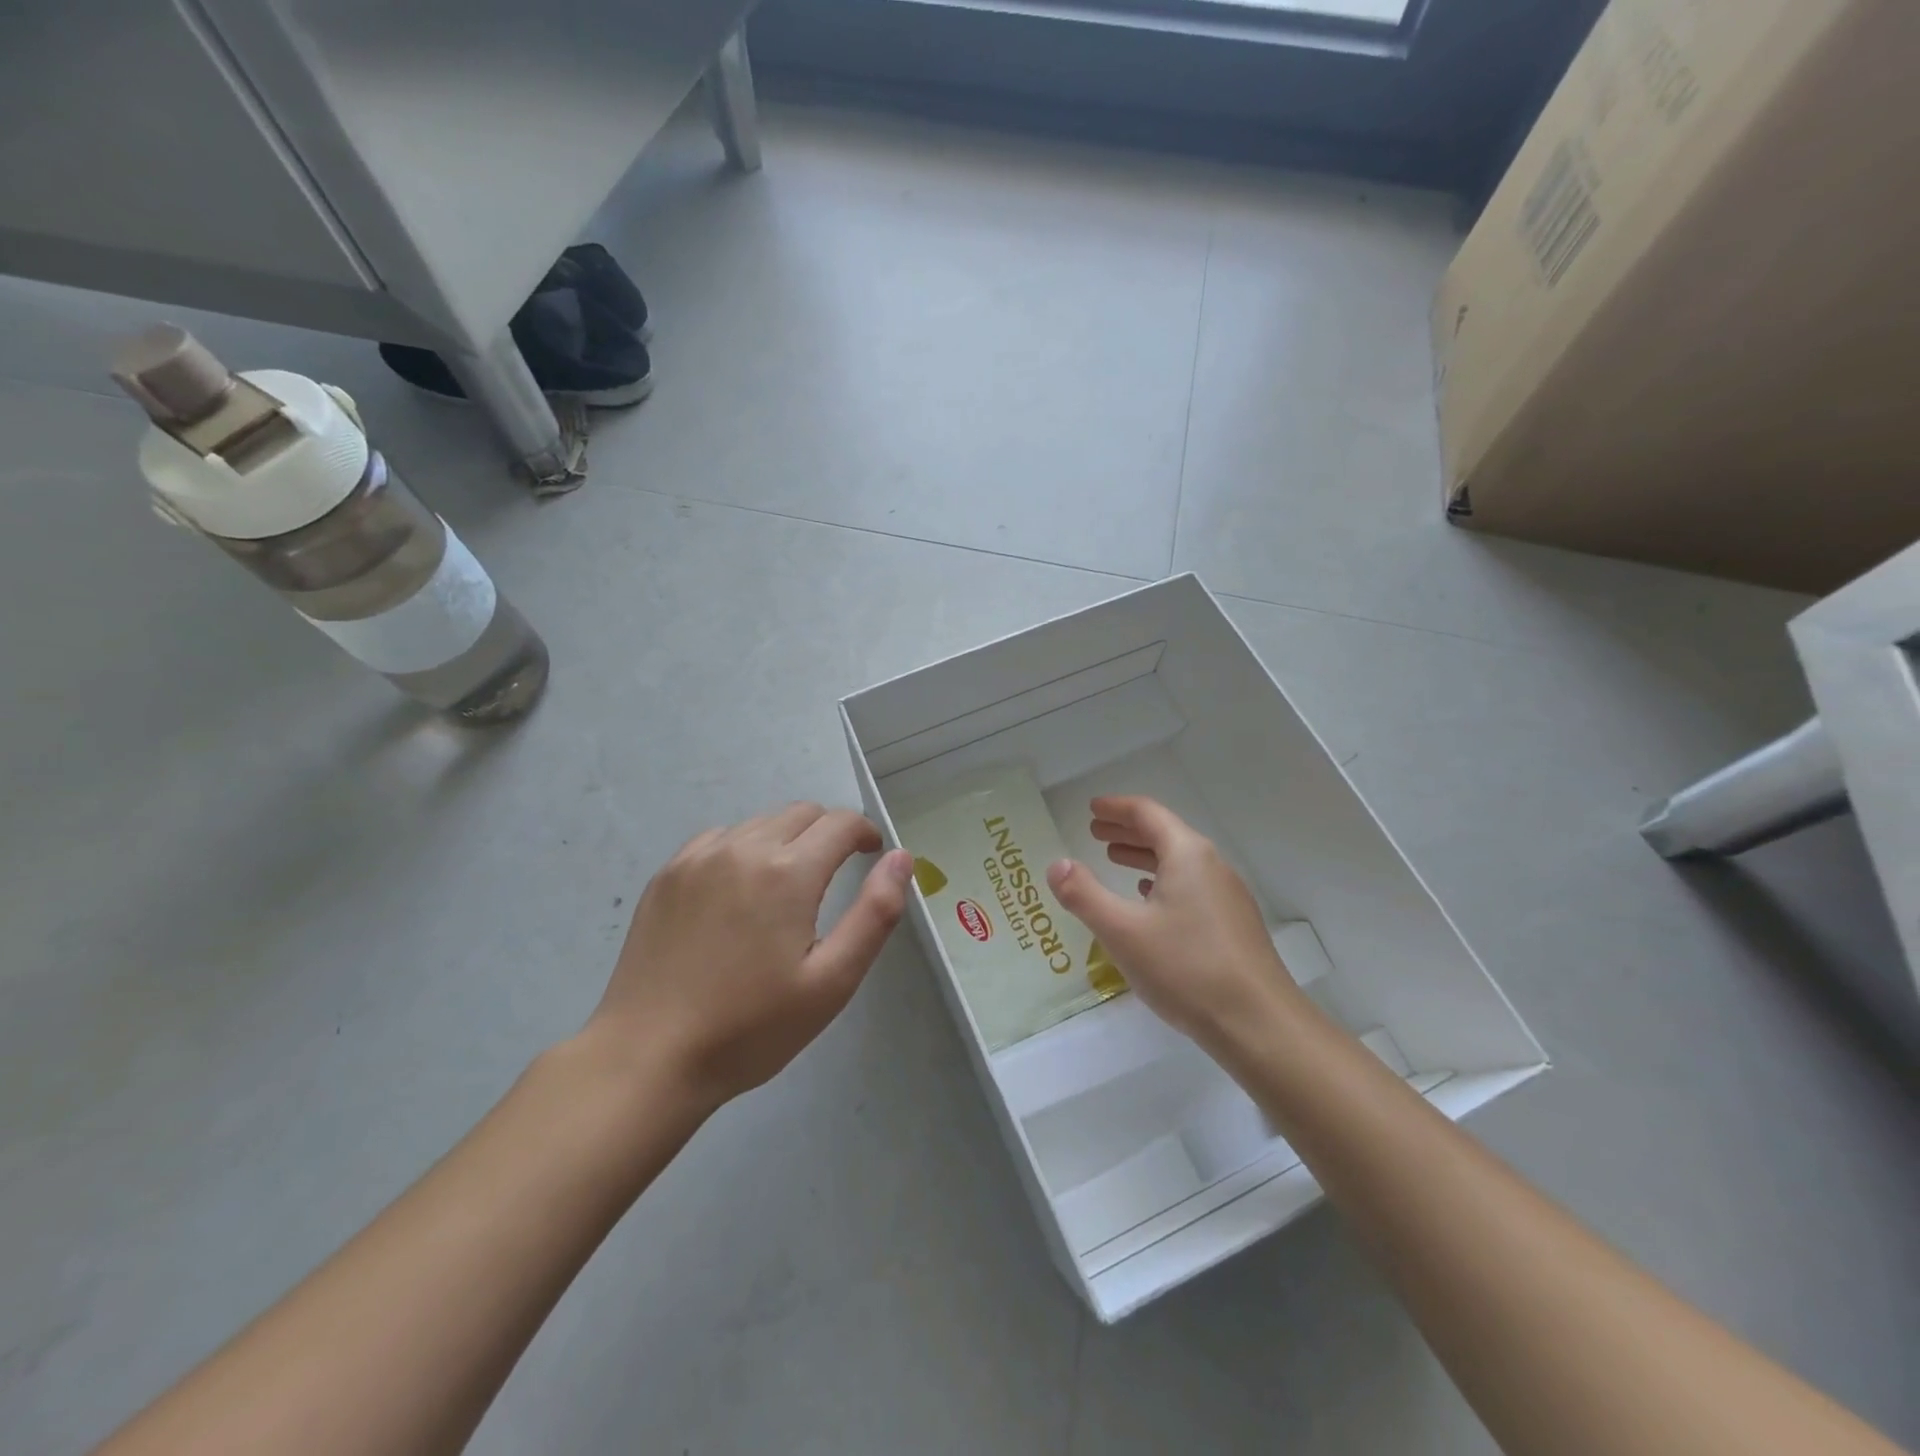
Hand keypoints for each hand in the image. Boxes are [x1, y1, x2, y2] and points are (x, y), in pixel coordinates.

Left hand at [587, 803, 914, 1108]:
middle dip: (828, 832)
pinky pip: (719, 839)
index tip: (872, 853)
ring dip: (786, 839)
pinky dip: (743, 848)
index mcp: (787, 872)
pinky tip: (739, 889)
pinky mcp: (667, 875)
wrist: (648, 1058)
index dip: (864, 832)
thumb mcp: (832, 981)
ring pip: (760, 823)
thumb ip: (876, 913)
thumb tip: (901, 858)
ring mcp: (697, 858)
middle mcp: (742, 848)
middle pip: (800, 813)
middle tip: (836, 870)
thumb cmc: (751, 1027)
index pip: (839, 823)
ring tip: (788, 884)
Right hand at [1046, 796, 1305, 1051]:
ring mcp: (1227, 896)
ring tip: (1114, 860)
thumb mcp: (1122, 930)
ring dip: (1144, 856)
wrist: (1259, 1024)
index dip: (1116, 808)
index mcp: (1187, 855)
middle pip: (1165, 834)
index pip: (1147, 813)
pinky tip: (1150, 900)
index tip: (1091, 808)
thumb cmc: (1186, 968)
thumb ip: (1084, 894)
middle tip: (1095, 832)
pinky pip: (1191, 886)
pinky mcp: (1233, 925)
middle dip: (1128, 830)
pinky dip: (1163, 881)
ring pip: (1179, 862)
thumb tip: (1057, 864)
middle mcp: (1211, 866)